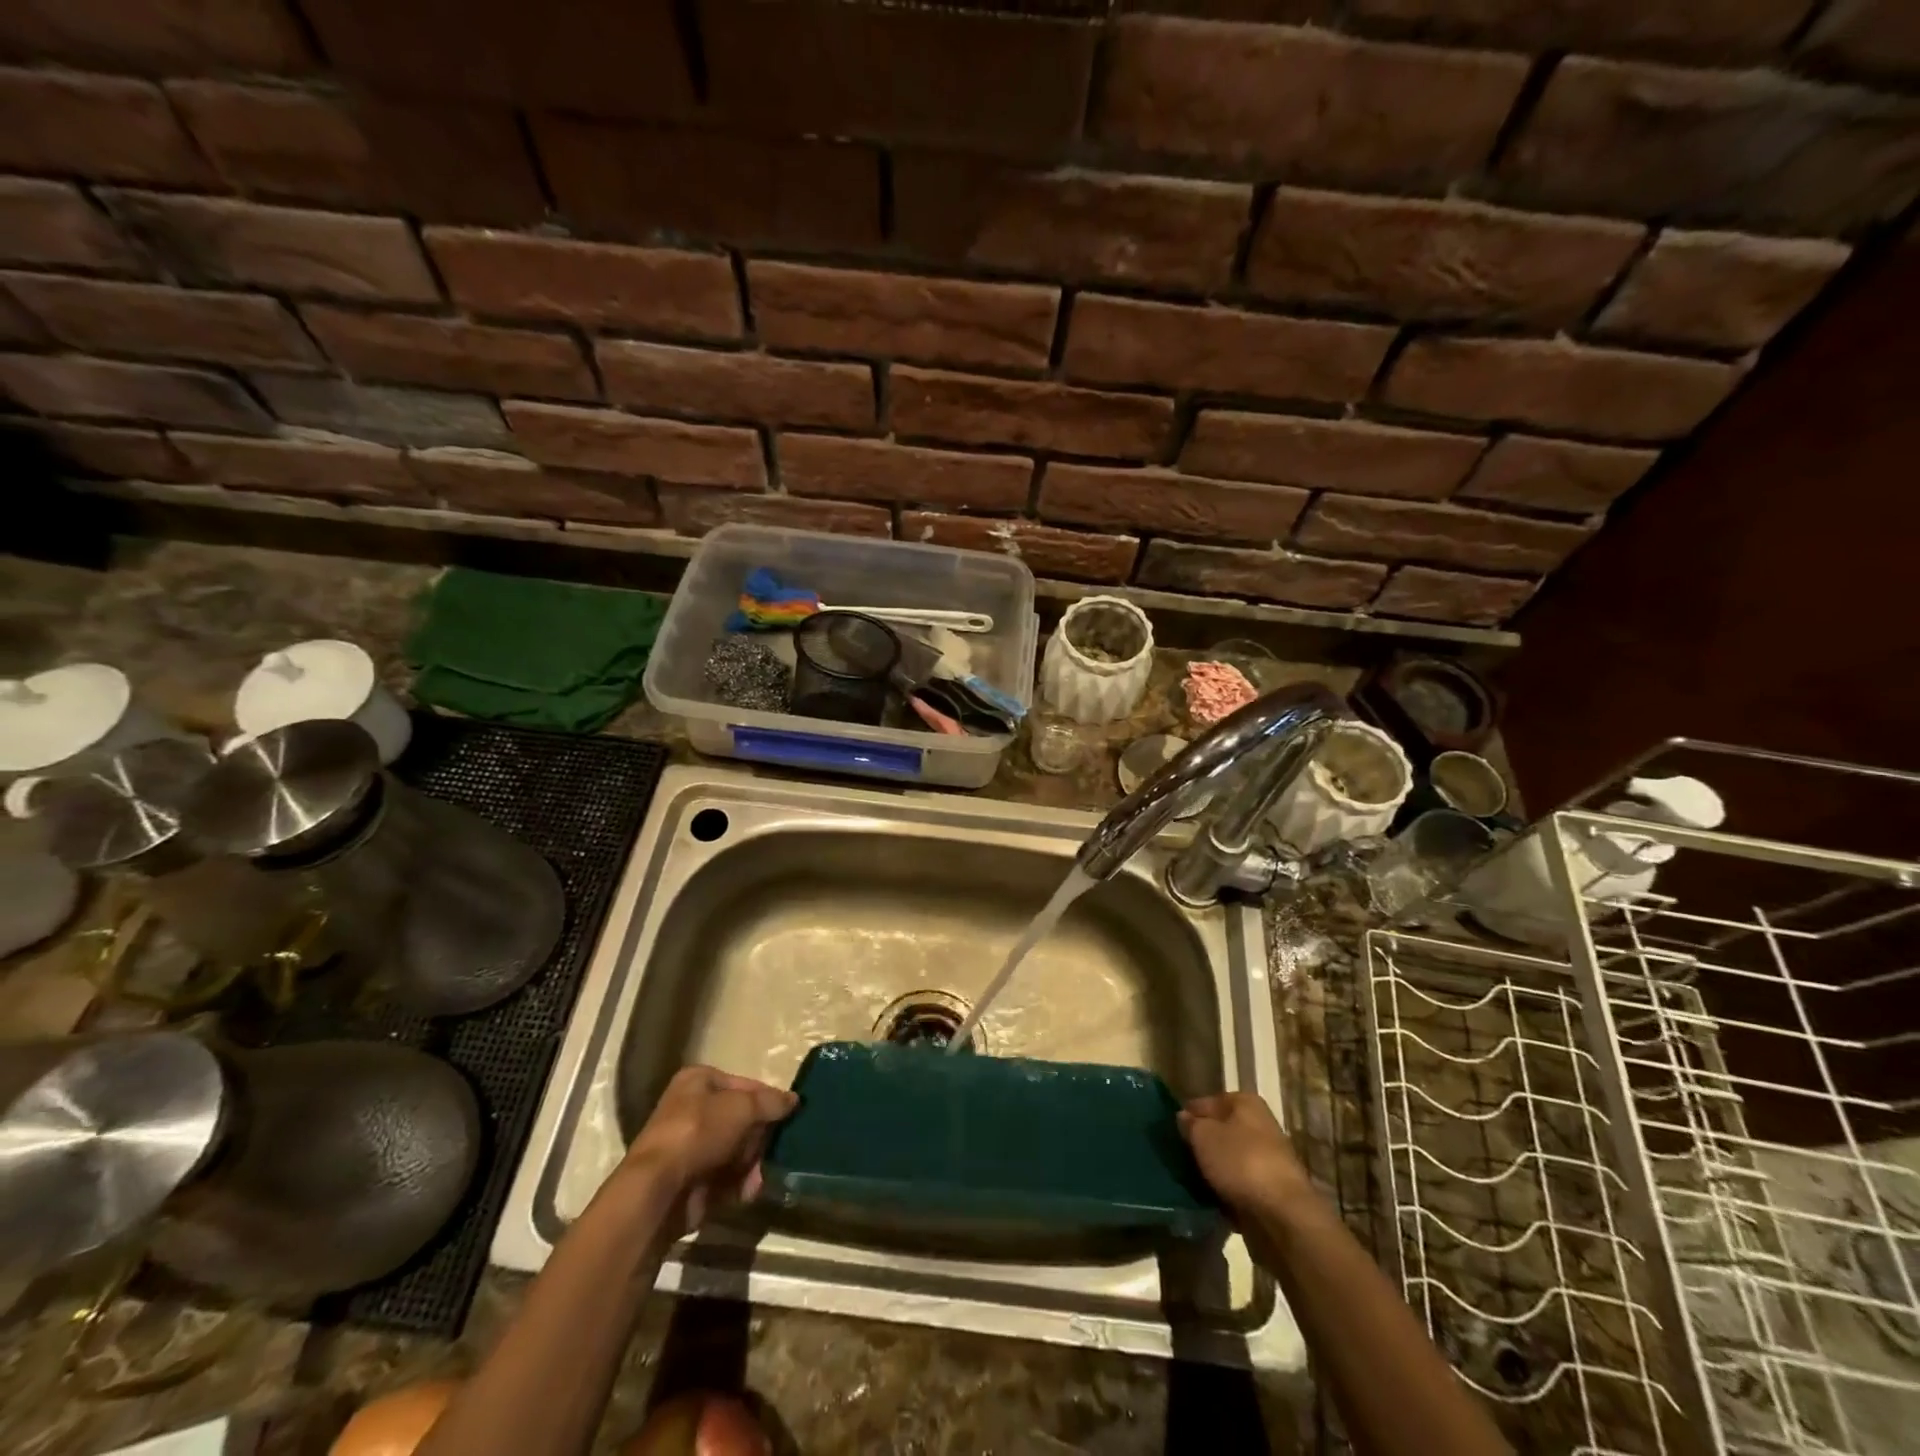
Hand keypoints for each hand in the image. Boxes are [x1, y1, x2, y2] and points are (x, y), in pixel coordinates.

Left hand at [621, 1066, 796, 1232]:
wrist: (657, 1190)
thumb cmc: (699, 1132)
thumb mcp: (742, 1107)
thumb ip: (771, 1102)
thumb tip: (794, 1099)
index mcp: (698, 1081)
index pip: (743, 1085)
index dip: (766, 1099)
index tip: (787, 1115)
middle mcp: (691, 1110)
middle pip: (740, 1120)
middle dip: (759, 1138)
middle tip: (774, 1148)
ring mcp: (689, 1148)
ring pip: (734, 1151)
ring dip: (752, 1164)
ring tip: (760, 1176)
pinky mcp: (689, 1180)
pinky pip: (724, 1177)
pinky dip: (738, 1184)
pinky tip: (748, 1191)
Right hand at [1178, 1092, 1315, 1218]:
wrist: (1282, 1215)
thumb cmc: (1240, 1162)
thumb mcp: (1203, 1136)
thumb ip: (1190, 1124)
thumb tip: (1184, 1118)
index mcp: (1246, 1103)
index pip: (1207, 1102)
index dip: (1188, 1115)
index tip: (1170, 1131)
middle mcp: (1260, 1126)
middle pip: (1221, 1131)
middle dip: (1201, 1144)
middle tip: (1178, 1157)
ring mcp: (1268, 1160)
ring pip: (1230, 1160)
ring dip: (1212, 1169)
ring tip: (1189, 1180)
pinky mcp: (1270, 1191)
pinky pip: (1239, 1185)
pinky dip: (1225, 1191)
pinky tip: (1208, 1199)